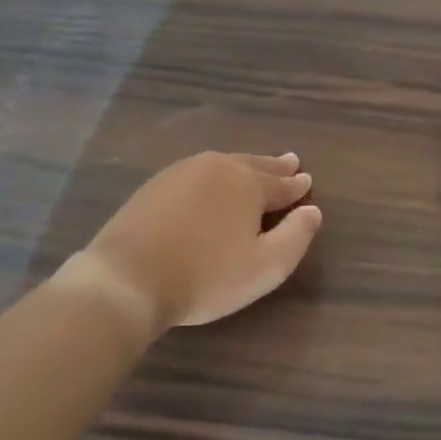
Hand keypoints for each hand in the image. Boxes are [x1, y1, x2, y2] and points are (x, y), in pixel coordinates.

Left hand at [63, 152, 321, 331]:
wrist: (127, 278)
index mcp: (247, 183)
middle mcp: (217, 167)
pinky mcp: (154, 185)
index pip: (281, 184)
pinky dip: (212, 177)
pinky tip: (210, 184)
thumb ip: (296, 237)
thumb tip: (313, 210)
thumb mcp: (265, 267)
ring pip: (223, 165)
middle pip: (253, 165)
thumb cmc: (206, 276)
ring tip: (253, 169)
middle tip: (290, 162)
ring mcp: (181, 173)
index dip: (297, 186)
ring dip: (243, 167)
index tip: (307, 181)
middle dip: (274, 167)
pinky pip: (196, 173)